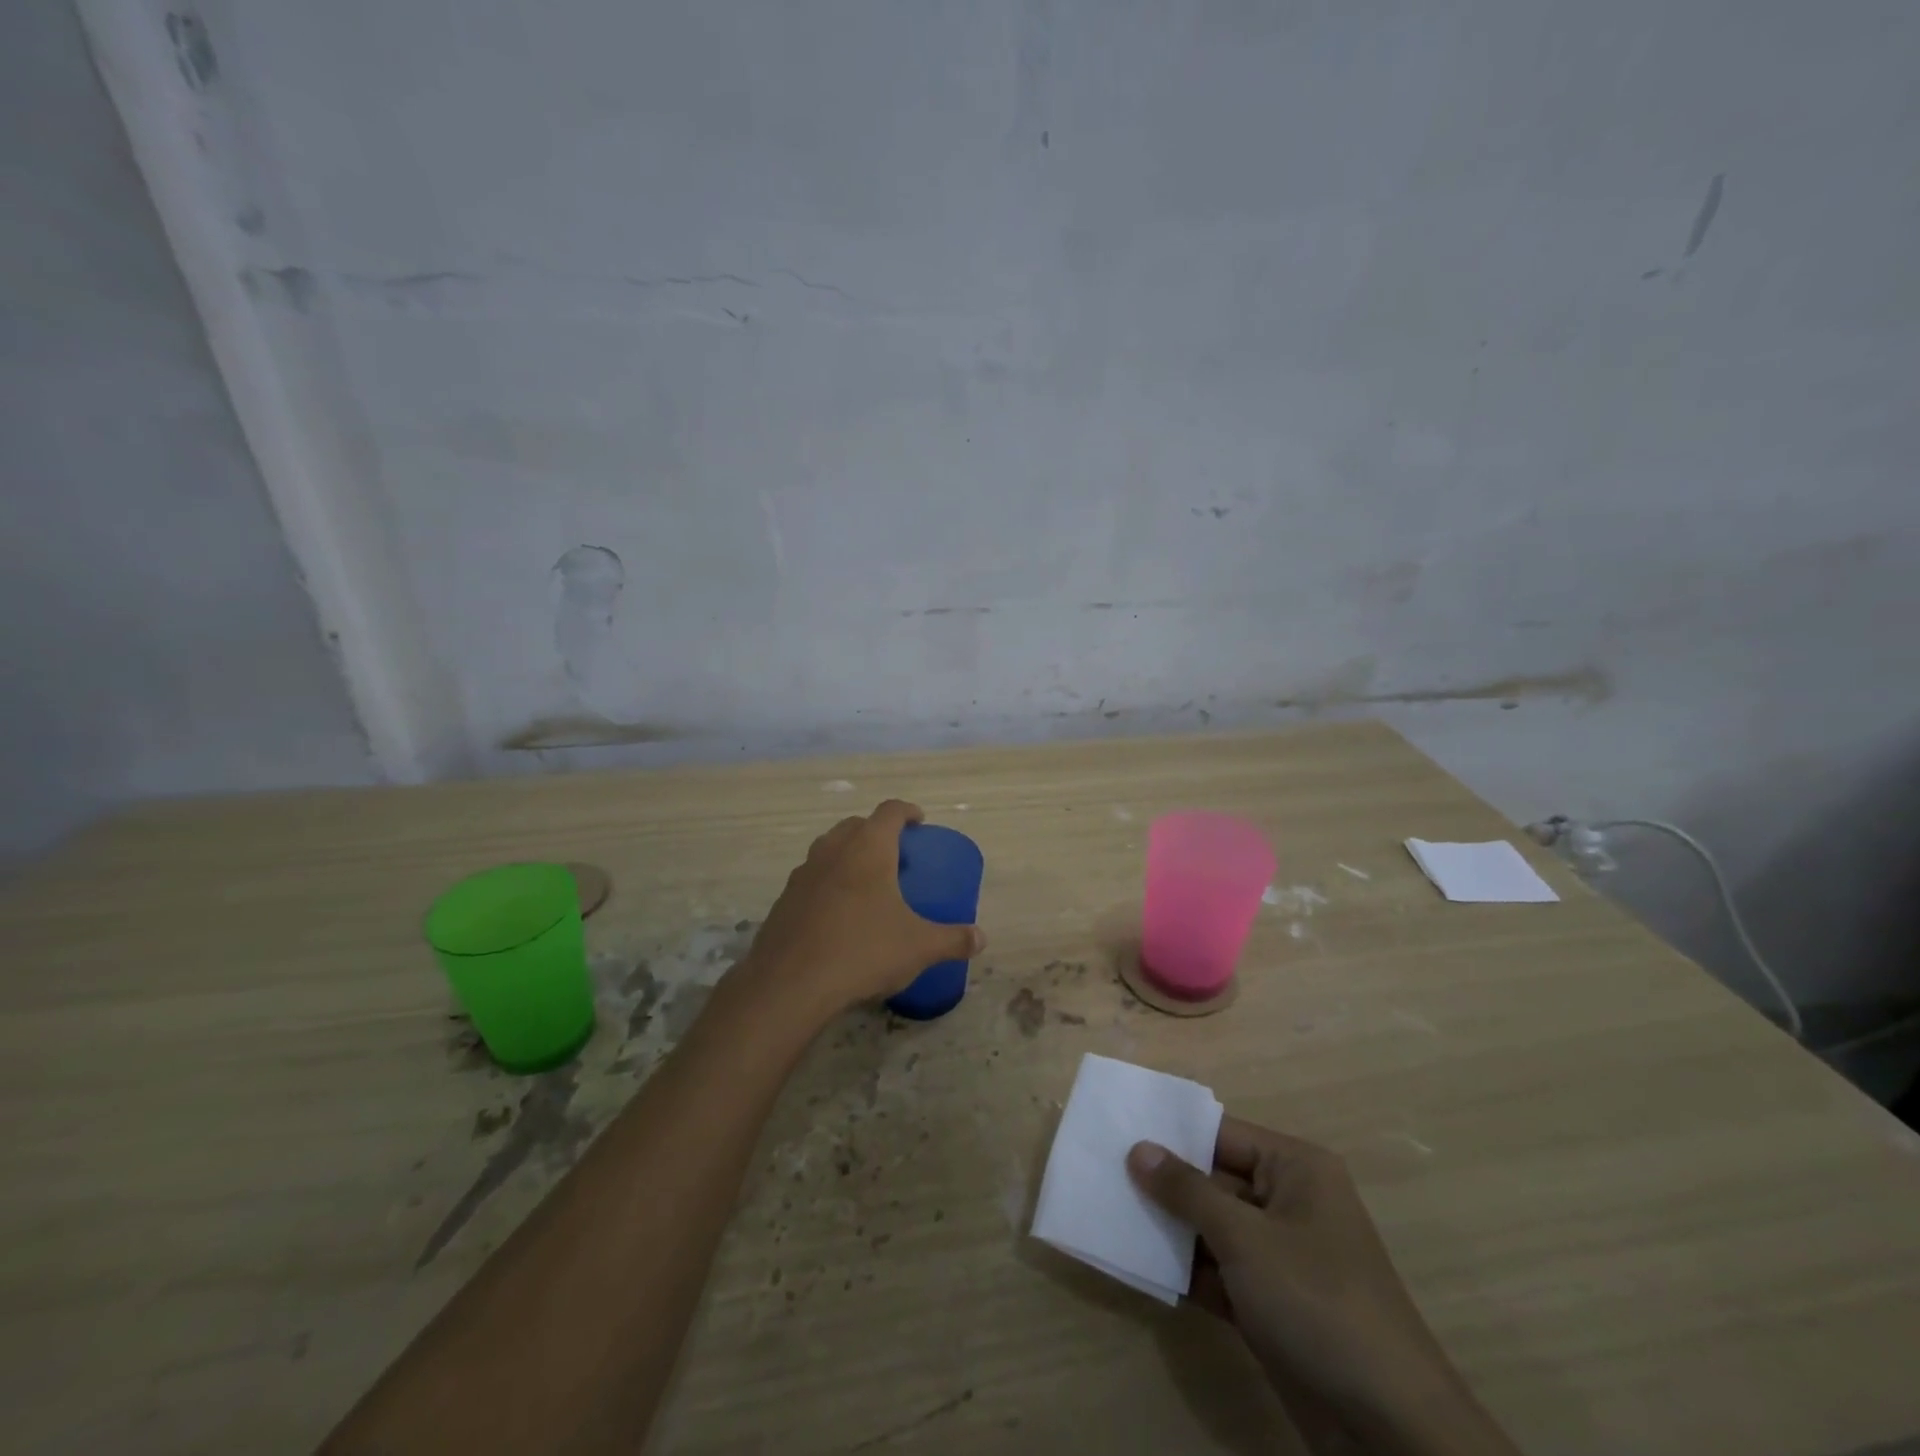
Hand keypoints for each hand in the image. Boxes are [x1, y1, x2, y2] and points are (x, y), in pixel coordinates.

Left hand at [743, 799, 983, 1014]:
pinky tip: (838, 914)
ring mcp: (803, 874)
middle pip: (857, 825)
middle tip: (896, 854)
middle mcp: (833, 850)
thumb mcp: (918, 947)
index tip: (919, 821)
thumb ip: (953, 939)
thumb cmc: (863, 951)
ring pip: (829, 849)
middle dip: (877, 832)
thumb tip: (981, 939)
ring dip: (849, 854)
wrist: (789, 984)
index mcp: (868, 849)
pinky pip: (811, 878)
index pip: (890, 812)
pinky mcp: (783, 900)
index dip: (907, 811)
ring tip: (867, 882)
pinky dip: (828, 883)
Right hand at [1128, 1122, 1518, 1455]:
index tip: (1117, 1129)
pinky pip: (1220, 1270)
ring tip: (1109, 1212)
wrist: (1390, 1429)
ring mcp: (1281, 1255)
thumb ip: (1187, 1190)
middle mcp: (1289, 1201)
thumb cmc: (1317, 1301)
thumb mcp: (1245, 1238)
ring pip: (1213, 1227)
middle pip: (1214, 1178)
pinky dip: (1186, 1269)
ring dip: (1170, 1227)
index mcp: (1295, 1168)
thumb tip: (1138, 1148)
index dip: (1171, 1132)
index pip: (1221, 1133)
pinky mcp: (1272, 1303)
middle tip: (1103, 1171)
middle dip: (1164, 1182)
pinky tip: (1139, 1262)